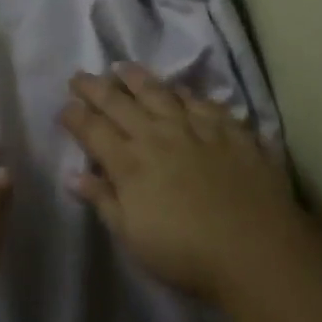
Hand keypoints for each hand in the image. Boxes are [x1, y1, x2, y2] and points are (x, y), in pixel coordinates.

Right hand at [60, 64, 301, 301]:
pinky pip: (203, 103)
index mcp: (129, 163)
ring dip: (138, 78)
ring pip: (160, 93)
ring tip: (123, 68)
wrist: (256, 250)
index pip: (93, 130)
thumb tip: (73, 176)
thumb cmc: (186, 254)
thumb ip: (104, 201)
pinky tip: (181, 90)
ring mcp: (196, 128)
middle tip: (80, 75)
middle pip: (120, 103)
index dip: (75, 116)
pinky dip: (187, 94)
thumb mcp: (133, 237)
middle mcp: (158, 136)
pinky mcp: (231, 130)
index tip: (65, 106)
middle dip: (95, 88)